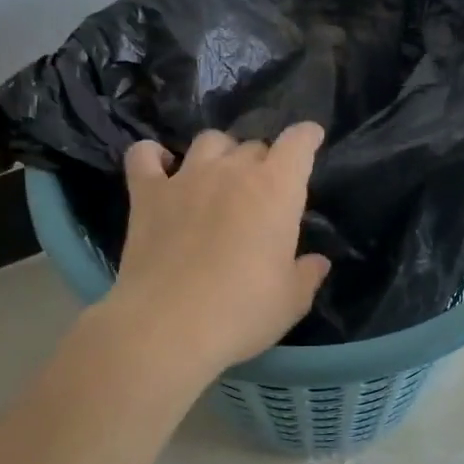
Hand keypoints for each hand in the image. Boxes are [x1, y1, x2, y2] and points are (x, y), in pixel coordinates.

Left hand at [105, 124, 331, 376]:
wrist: (167, 327)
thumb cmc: (242, 312)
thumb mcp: (291, 300)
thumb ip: (307, 274)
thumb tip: (318, 262)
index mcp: (276, 190)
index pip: (298, 143)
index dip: (307, 137)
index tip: (311, 139)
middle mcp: (231, 172)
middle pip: (253, 145)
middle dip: (264, 161)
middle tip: (264, 191)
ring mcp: (185, 178)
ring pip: (209, 141)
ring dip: (220, 153)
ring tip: (220, 175)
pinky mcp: (146, 195)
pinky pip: (145, 155)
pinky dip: (154, 156)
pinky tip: (161, 168)